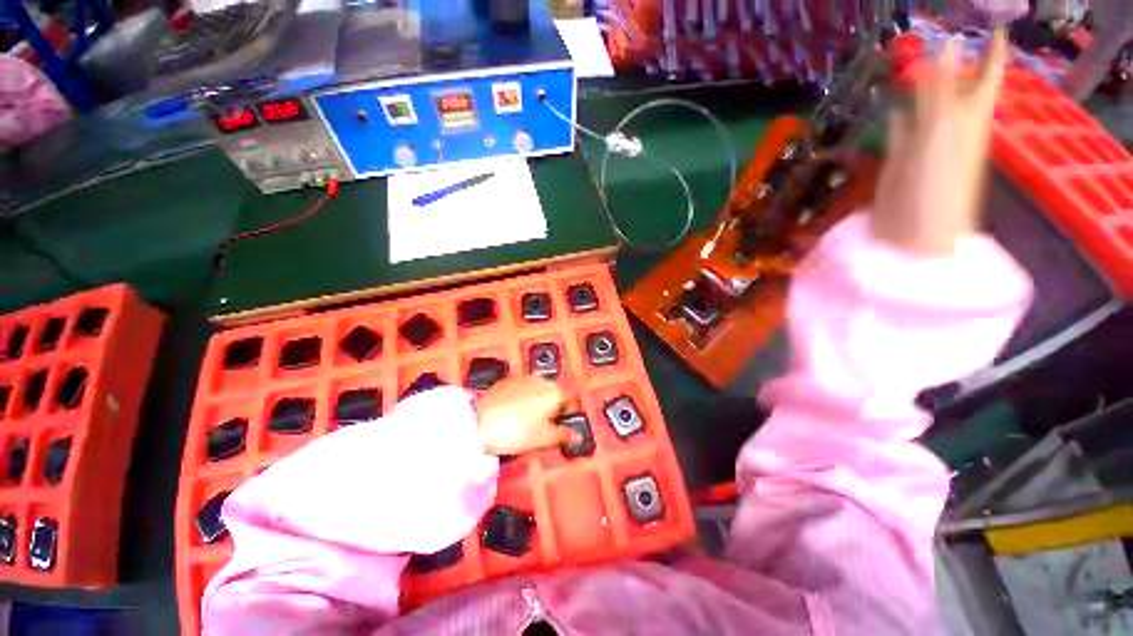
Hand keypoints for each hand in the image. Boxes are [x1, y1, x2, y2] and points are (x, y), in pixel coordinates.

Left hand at [475, 377, 575, 455]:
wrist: (479, 423)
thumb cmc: (516, 432)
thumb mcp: (543, 438)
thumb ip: (564, 435)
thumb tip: (578, 437)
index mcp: (555, 392)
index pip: (571, 400)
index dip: (570, 414)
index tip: (564, 426)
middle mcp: (542, 380)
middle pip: (555, 393)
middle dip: (555, 407)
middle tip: (546, 425)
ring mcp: (524, 378)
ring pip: (539, 389)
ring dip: (539, 401)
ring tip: (529, 419)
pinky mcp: (508, 380)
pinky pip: (524, 388)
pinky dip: (525, 397)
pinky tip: (516, 411)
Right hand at [872, 30, 1007, 255]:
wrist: (916, 230)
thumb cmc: (939, 183)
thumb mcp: (943, 130)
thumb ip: (939, 90)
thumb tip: (944, 45)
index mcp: (968, 116)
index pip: (984, 76)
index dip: (991, 52)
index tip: (995, 27)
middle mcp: (949, 124)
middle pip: (952, 87)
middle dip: (949, 64)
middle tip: (943, 38)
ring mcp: (923, 142)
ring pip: (923, 105)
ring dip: (918, 85)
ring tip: (914, 61)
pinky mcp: (899, 158)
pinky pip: (900, 127)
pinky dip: (896, 114)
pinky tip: (892, 103)